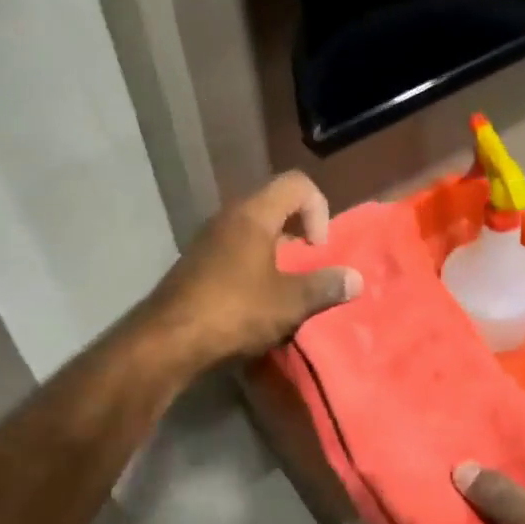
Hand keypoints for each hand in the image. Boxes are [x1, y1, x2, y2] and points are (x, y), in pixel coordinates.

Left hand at [146, 172, 362, 368]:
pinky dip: (253, 265)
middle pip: (274, 204)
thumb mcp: (289, 302)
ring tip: (284, 287)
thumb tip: (356, 279)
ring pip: (253, 230)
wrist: (168, 340)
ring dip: (275, 252)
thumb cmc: (234, 310)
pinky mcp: (196, 263)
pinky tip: (255, 301)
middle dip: (298, 231)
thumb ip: (325, 287)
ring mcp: (207, 240)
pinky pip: (234, 250)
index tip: (317, 248)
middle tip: (306, 265)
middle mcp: (228, 217)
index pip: (296, 183)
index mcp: (253, 214)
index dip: (318, 208)